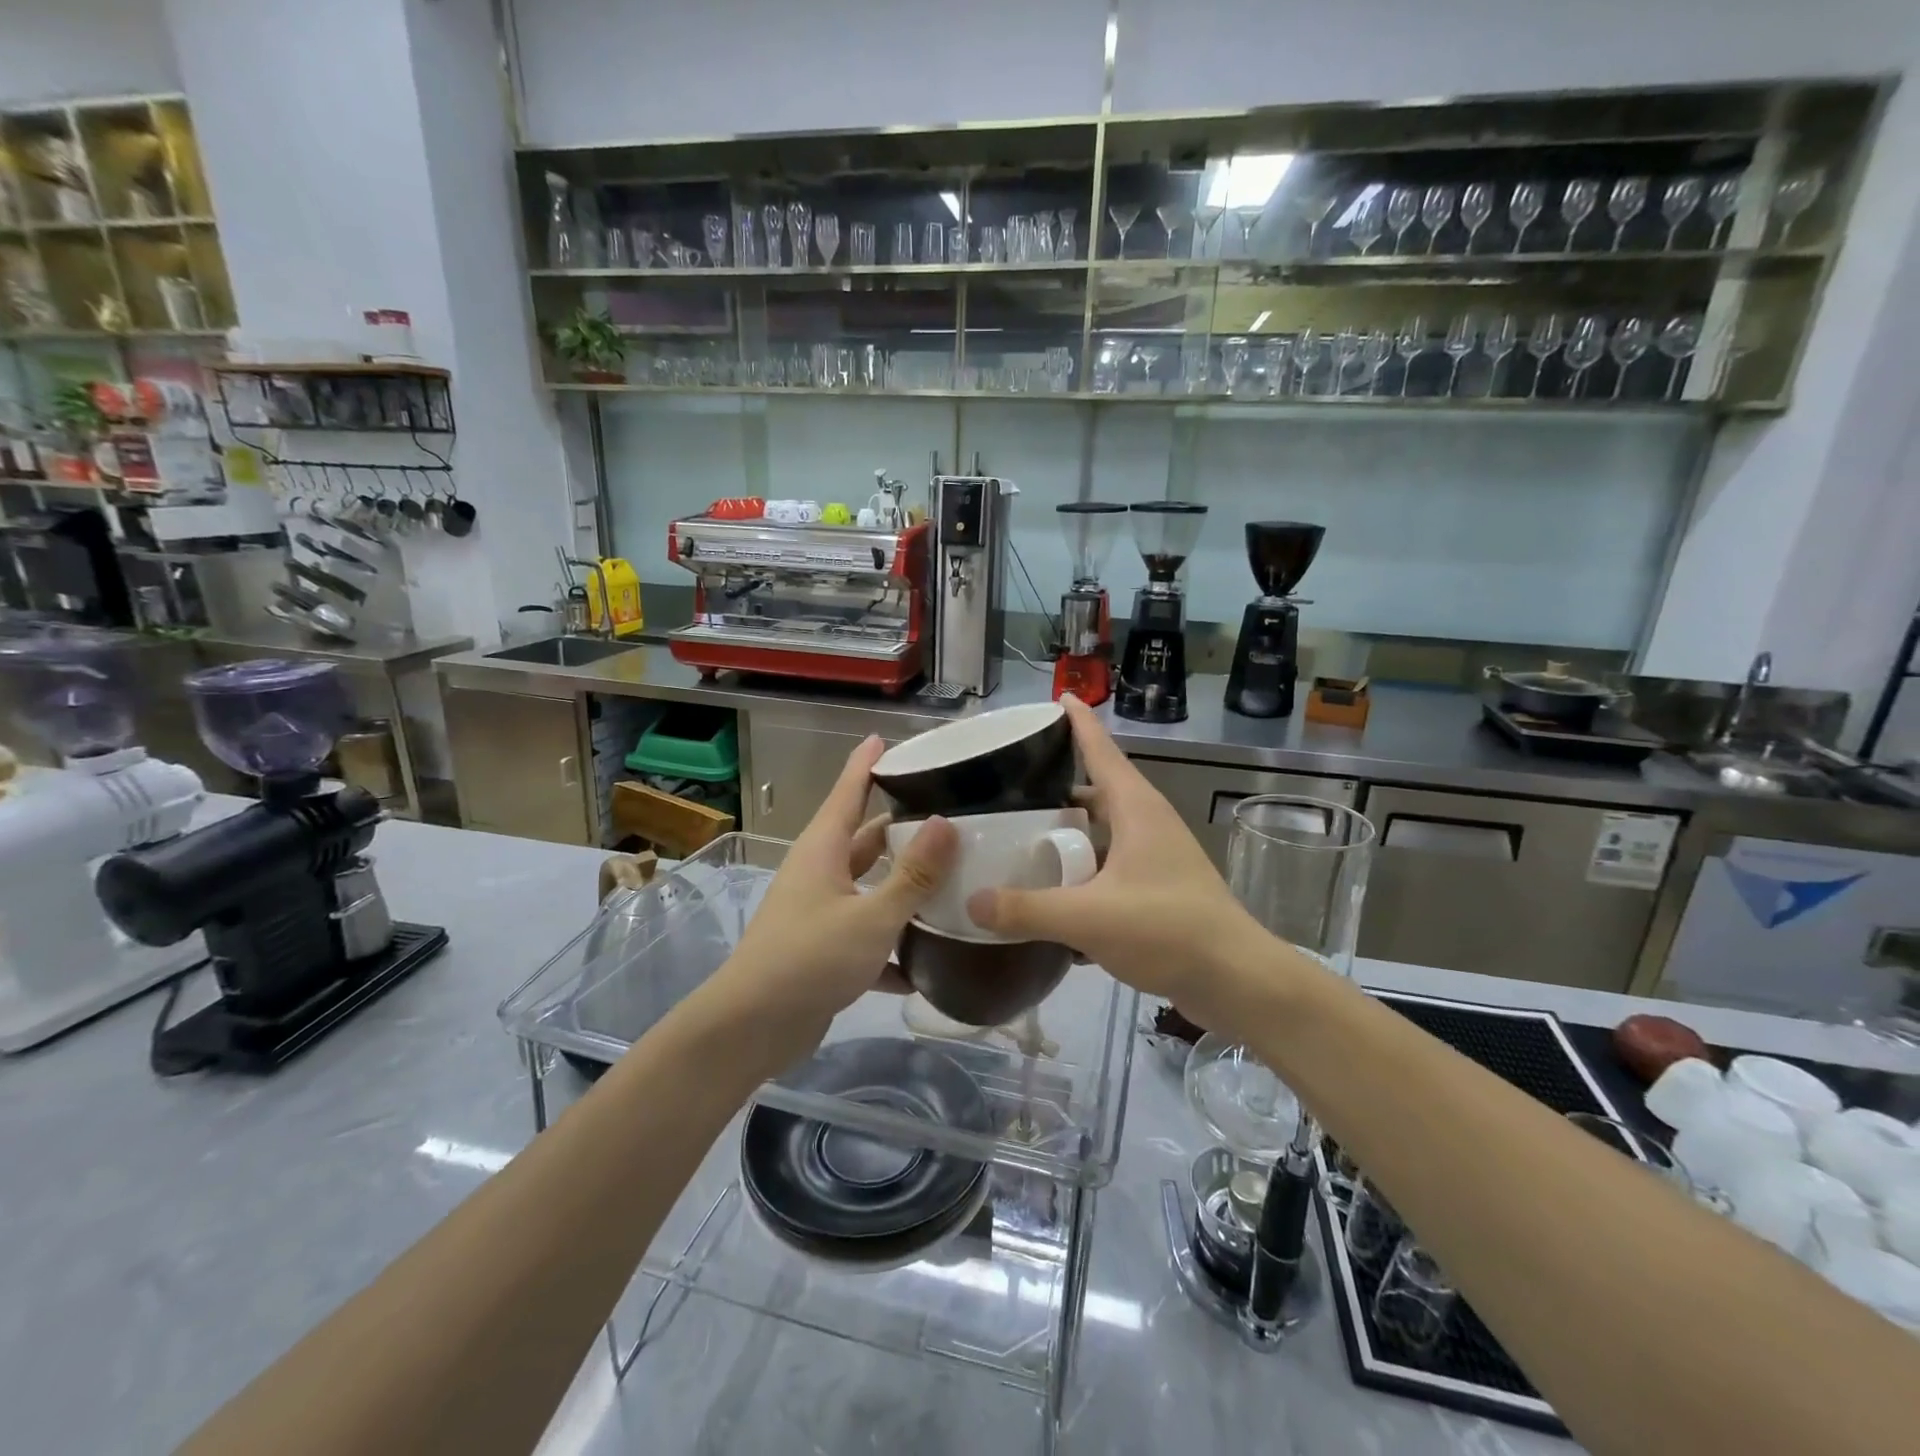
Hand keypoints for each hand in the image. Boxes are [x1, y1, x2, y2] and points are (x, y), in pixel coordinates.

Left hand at [705, 735, 957, 1063]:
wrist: (752, 1028)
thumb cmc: (810, 959)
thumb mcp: (871, 916)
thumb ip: (912, 875)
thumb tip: (946, 821)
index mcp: (824, 849)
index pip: (848, 791)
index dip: (867, 763)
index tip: (887, 737)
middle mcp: (820, 873)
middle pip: (865, 839)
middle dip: (902, 827)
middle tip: (950, 815)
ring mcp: (820, 912)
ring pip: (869, 887)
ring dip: (903, 886)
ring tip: (953, 879)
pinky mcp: (824, 951)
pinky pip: (867, 935)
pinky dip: (893, 944)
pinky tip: (929, 961)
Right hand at [966, 697, 1267, 1024]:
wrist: (1236, 980)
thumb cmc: (1168, 929)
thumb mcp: (1088, 918)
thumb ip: (1026, 909)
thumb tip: (971, 901)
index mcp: (1135, 808)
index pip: (1100, 749)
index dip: (1077, 722)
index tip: (1056, 697)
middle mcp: (1147, 823)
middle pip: (1094, 793)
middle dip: (1054, 792)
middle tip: (1006, 794)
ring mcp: (1156, 857)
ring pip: (1101, 834)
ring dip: (1066, 838)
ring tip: (1020, 845)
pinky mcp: (1158, 889)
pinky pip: (1109, 869)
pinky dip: (1081, 875)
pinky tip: (1051, 898)